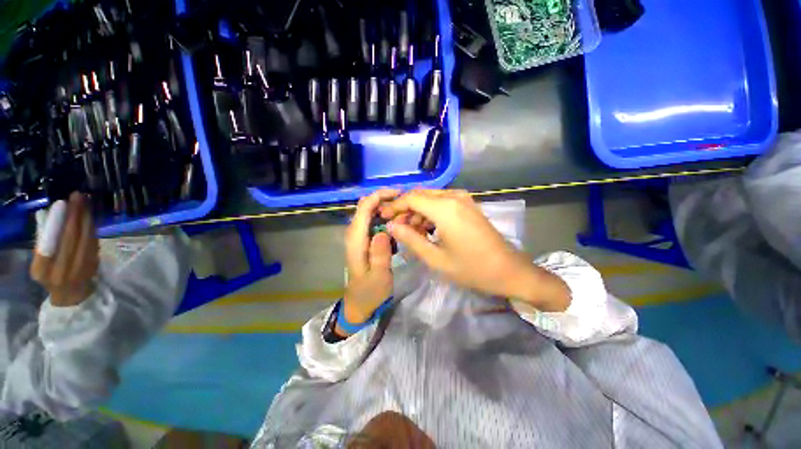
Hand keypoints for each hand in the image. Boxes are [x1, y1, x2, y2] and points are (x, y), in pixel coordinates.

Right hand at [31, 193, 98, 306]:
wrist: (72, 296)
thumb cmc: (51, 277)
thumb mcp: (40, 265)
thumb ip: (43, 245)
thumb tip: (49, 217)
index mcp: (43, 270)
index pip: (50, 244)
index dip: (57, 223)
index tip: (62, 203)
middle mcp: (62, 270)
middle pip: (71, 237)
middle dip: (75, 214)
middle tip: (77, 195)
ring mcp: (81, 267)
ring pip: (86, 238)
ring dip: (86, 217)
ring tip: (84, 200)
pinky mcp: (95, 264)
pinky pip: (94, 241)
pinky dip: (91, 227)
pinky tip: (90, 215)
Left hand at [342, 189, 400, 329]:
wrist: (360, 303)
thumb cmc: (370, 291)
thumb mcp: (378, 276)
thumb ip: (380, 254)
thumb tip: (383, 230)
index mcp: (356, 239)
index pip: (364, 208)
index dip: (380, 196)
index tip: (400, 194)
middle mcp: (355, 233)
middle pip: (367, 206)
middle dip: (386, 200)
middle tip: (406, 206)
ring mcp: (359, 236)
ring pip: (371, 212)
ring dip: (387, 208)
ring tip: (406, 214)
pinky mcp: (365, 240)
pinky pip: (375, 222)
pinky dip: (387, 218)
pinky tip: (400, 224)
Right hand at [380, 190, 569, 311]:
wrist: (508, 270)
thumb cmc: (471, 268)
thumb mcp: (435, 258)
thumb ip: (410, 239)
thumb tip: (392, 226)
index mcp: (445, 208)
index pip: (411, 198)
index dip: (394, 206)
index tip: (383, 216)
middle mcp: (454, 196)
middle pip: (420, 195)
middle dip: (405, 209)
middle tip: (396, 227)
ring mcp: (463, 199)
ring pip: (431, 198)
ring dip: (418, 211)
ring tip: (412, 231)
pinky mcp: (468, 205)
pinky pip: (442, 202)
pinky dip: (430, 212)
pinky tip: (428, 228)